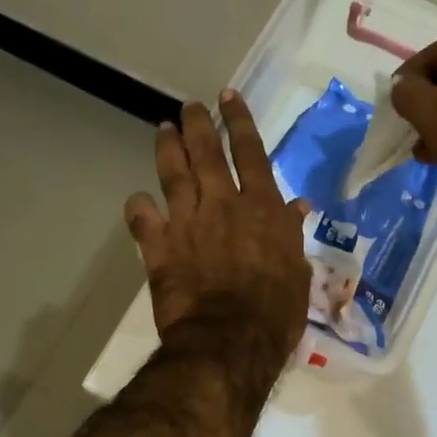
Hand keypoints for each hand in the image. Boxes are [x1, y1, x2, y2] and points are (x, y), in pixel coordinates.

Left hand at [125, 92, 311, 358]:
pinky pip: (142, 219)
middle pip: (206, 153)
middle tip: (190, 106)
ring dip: (168, 149)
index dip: (239, 121)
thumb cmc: (275, 312)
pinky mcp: (159, 248)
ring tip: (164, 129)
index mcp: (261, 208)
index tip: (228, 96)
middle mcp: (222, 205)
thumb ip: (291, 235)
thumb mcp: (297, 272)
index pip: (250, 153)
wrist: (230, 341)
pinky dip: (139, 207)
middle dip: (198, 124)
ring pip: (173, 174)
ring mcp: (187, 223)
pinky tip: (138, 199)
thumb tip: (297, 207)